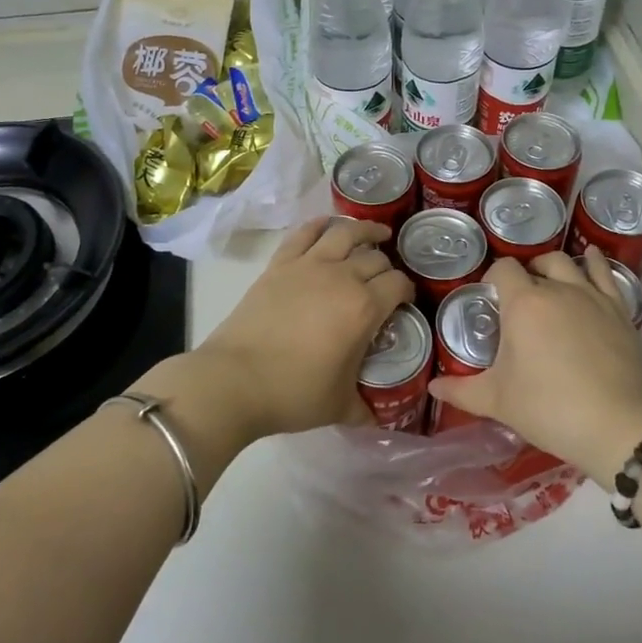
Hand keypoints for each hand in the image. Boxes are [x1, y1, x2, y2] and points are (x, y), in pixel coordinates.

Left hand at [188, 216, 414, 439]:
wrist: (235, 380)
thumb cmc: (293, 393)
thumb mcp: (340, 406)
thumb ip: (365, 408)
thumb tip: (379, 418)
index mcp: (364, 308)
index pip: (398, 285)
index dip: (407, 290)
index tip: (405, 300)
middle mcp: (341, 277)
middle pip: (375, 258)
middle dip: (387, 266)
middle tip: (386, 279)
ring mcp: (308, 265)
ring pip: (345, 234)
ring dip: (365, 231)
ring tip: (376, 234)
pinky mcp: (279, 264)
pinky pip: (304, 233)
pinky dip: (320, 224)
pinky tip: (329, 224)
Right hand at [427, 247, 641, 478]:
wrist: (615, 425)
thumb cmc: (547, 408)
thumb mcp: (497, 400)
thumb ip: (461, 390)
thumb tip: (433, 387)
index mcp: (523, 303)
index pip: (503, 269)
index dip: (493, 278)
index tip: (490, 296)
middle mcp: (557, 288)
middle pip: (537, 263)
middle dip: (525, 274)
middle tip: (520, 299)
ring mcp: (592, 296)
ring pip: (570, 263)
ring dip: (555, 267)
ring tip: (549, 280)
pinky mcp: (619, 310)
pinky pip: (606, 273)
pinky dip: (594, 263)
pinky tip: (590, 258)